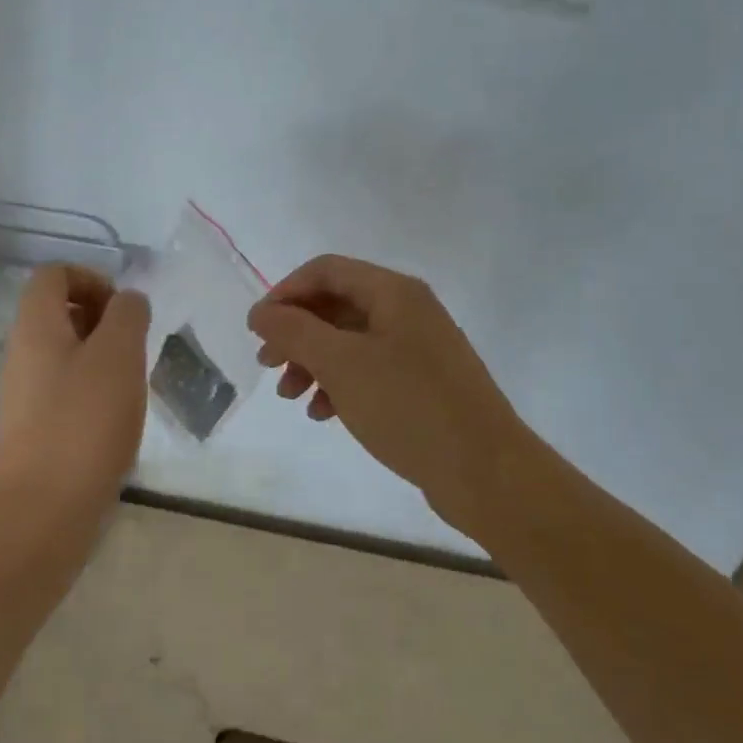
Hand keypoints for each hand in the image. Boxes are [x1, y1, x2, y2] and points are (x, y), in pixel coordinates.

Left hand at [0, 265, 151, 513]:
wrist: (44, 510)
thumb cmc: (84, 423)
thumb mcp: (118, 356)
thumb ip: (127, 315)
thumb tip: (126, 301)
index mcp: (34, 325)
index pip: (54, 274)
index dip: (92, 279)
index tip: (123, 311)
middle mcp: (20, 352)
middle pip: (58, 311)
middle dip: (102, 320)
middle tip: (133, 349)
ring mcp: (22, 391)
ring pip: (64, 352)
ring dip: (100, 357)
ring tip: (129, 385)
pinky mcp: (31, 426)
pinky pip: (62, 388)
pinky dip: (90, 390)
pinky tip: (113, 418)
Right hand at [247, 255, 535, 523]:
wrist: (485, 471)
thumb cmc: (408, 406)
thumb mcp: (340, 363)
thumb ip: (294, 330)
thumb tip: (261, 313)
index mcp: (393, 292)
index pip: (324, 271)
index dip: (284, 293)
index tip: (257, 329)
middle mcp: (407, 311)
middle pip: (334, 306)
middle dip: (295, 333)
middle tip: (267, 364)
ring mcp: (417, 348)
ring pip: (348, 342)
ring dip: (311, 362)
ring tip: (290, 397)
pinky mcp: (421, 384)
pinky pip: (368, 370)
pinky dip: (338, 385)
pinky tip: (323, 414)